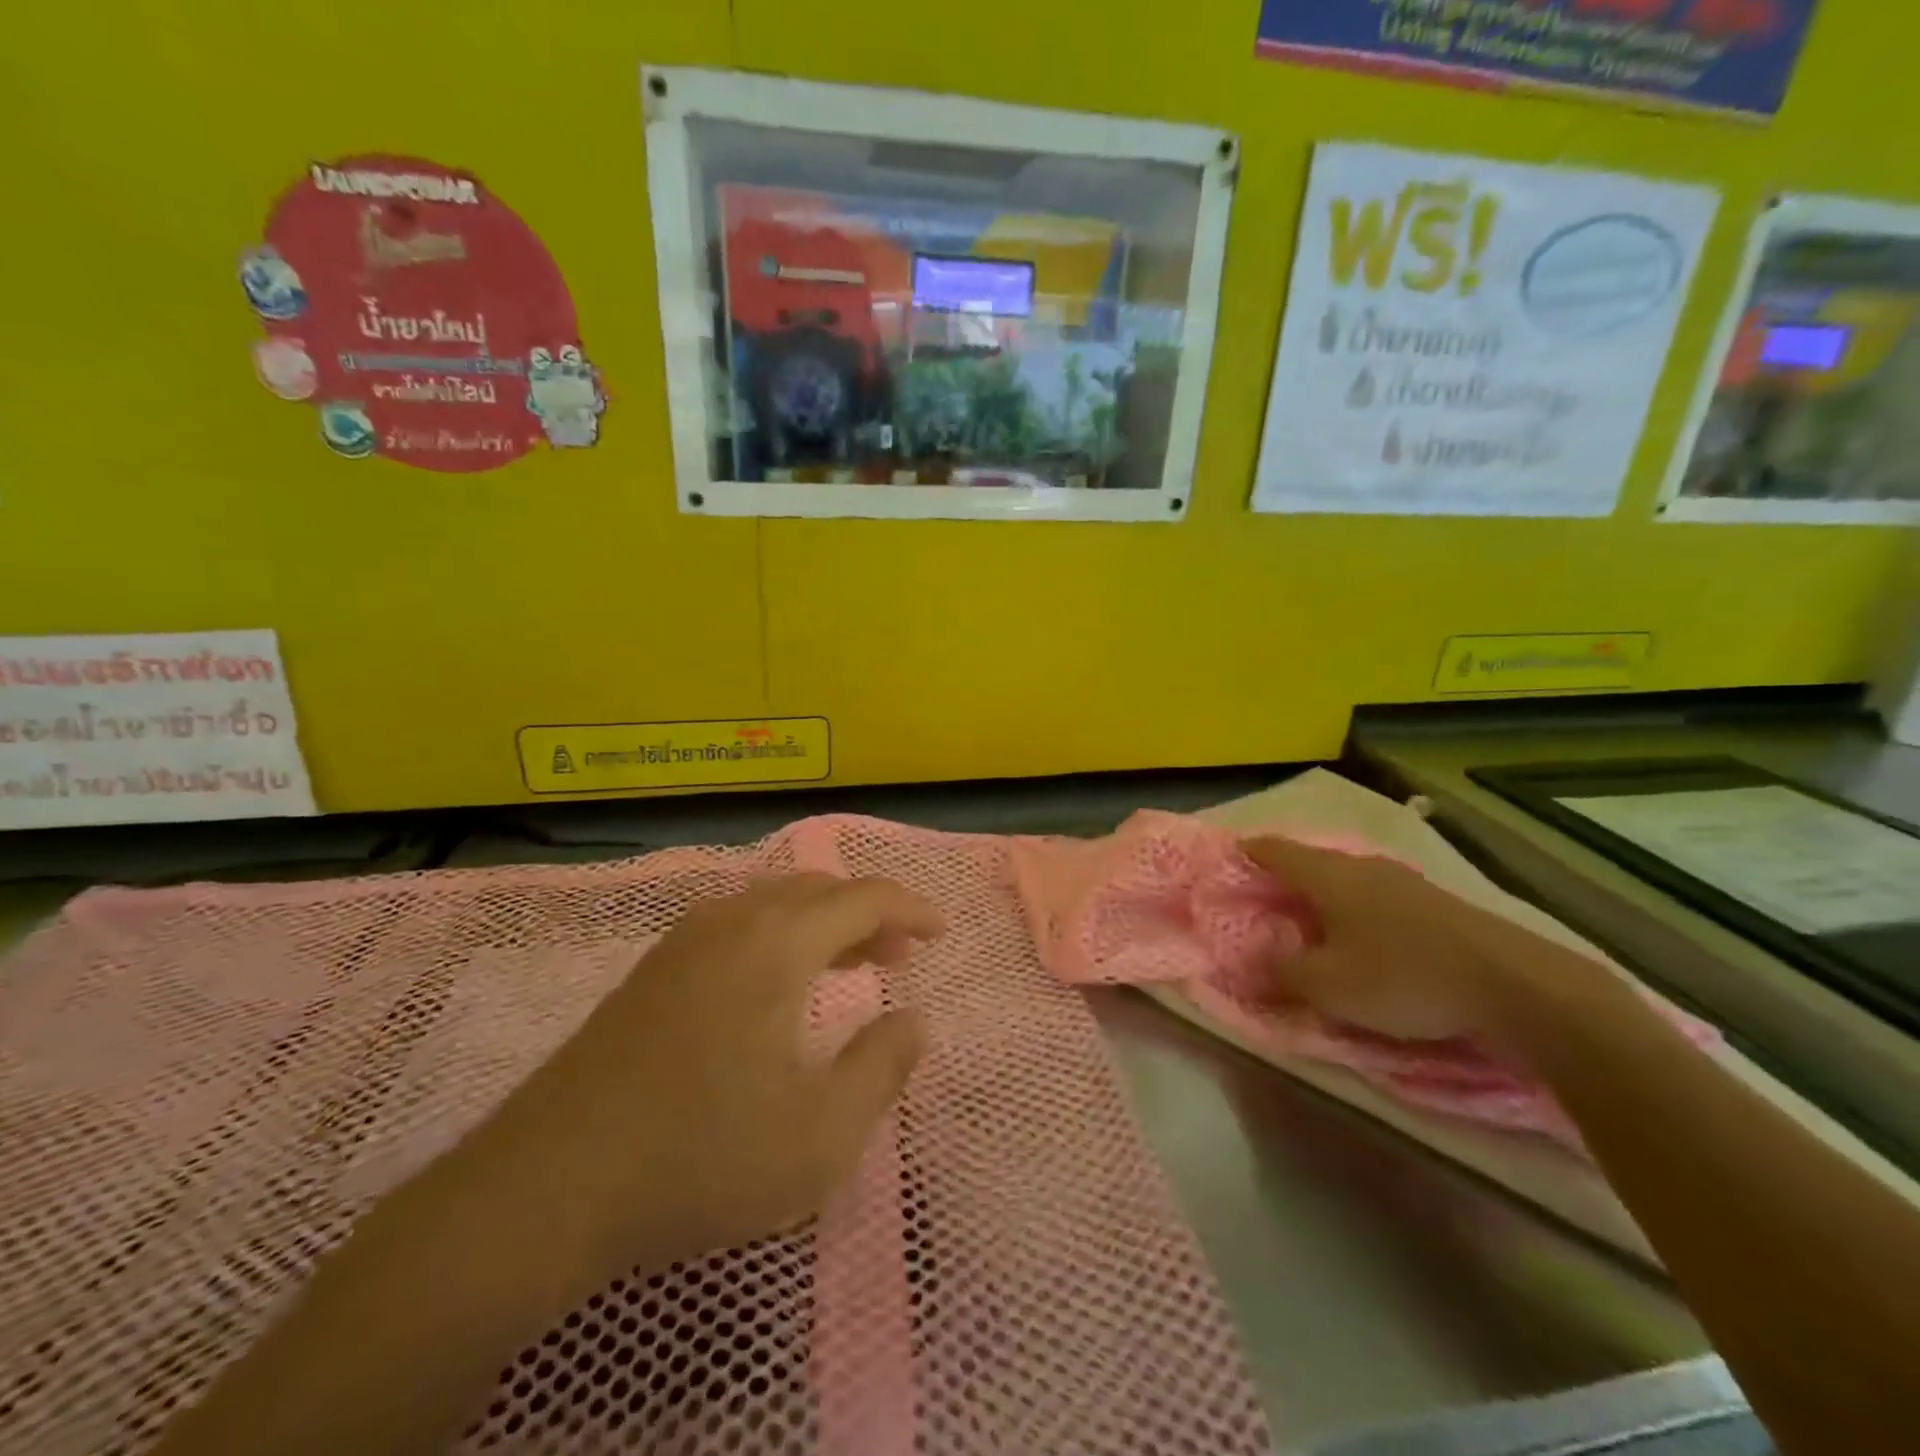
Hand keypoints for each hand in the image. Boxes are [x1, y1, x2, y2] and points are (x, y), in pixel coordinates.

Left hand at [465, 873, 943, 1298]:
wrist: (546, 1188)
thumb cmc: (699, 1158)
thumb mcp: (819, 1135)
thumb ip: (881, 1068)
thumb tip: (913, 1020)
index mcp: (776, 944)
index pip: (861, 898)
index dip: (909, 908)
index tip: (940, 931)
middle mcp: (731, 922)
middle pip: (817, 890)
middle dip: (868, 912)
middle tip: (900, 954)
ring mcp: (683, 942)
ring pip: (773, 903)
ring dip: (822, 922)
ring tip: (851, 964)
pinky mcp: (653, 970)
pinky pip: (737, 924)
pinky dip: (780, 935)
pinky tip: (778, 985)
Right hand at [1241, 836, 1519, 1042]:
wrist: (1517, 985)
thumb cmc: (1403, 977)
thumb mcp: (1327, 986)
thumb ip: (1281, 972)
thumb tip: (1250, 961)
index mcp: (1328, 876)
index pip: (1274, 850)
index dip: (1247, 852)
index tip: (1228, 856)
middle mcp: (1362, 867)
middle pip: (1311, 862)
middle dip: (1285, 875)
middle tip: (1263, 895)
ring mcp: (1404, 882)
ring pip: (1347, 879)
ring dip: (1323, 894)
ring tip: (1309, 916)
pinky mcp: (1436, 905)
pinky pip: (1377, 897)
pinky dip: (1356, 909)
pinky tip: (1362, 933)